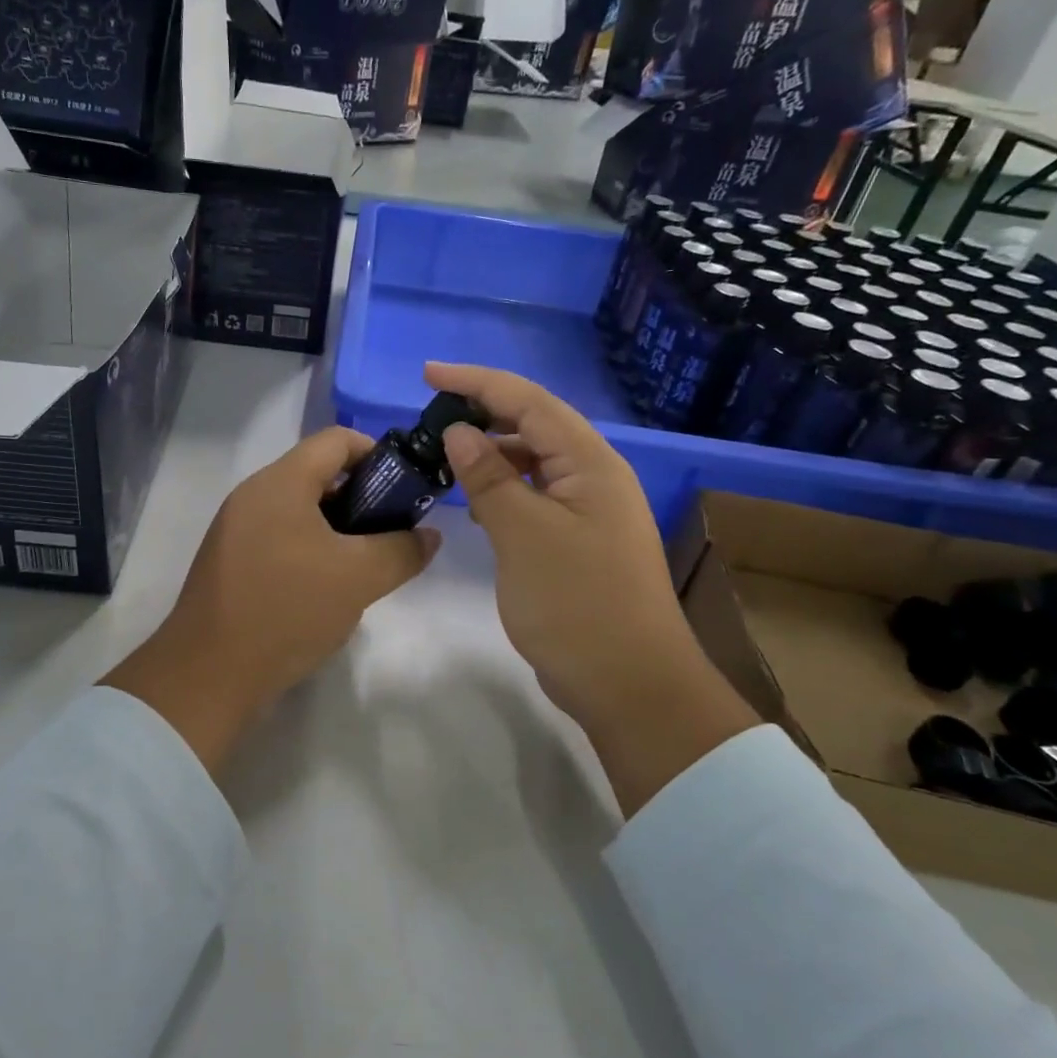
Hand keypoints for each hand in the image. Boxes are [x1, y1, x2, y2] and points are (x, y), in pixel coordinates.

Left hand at [103, 427, 439, 774]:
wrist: (209, 674)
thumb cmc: (287, 610)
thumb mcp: (359, 578)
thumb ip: (402, 550)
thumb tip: (428, 536)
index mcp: (280, 482)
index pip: (337, 440)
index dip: (378, 454)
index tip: (406, 489)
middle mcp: (252, 495)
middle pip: (317, 474)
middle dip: (362, 497)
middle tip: (391, 533)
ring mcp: (235, 529)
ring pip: (299, 510)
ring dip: (337, 528)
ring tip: (364, 564)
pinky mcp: (229, 562)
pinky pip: (279, 538)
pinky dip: (310, 549)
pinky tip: (327, 587)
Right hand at [425, 363, 757, 814]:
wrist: (629, 683)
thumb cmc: (576, 602)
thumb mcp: (523, 534)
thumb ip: (489, 477)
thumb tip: (460, 431)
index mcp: (589, 463)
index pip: (528, 402)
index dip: (477, 382)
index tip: (427, 374)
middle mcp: (594, 476)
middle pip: (534, 425)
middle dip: (483, 413)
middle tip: (430, 418)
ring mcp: (588, 511)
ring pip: (533, 463)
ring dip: (491, 453)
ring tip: (444, 457)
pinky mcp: (577, 542)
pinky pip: (534, 497)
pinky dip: (502, 489)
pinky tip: (474, 500)